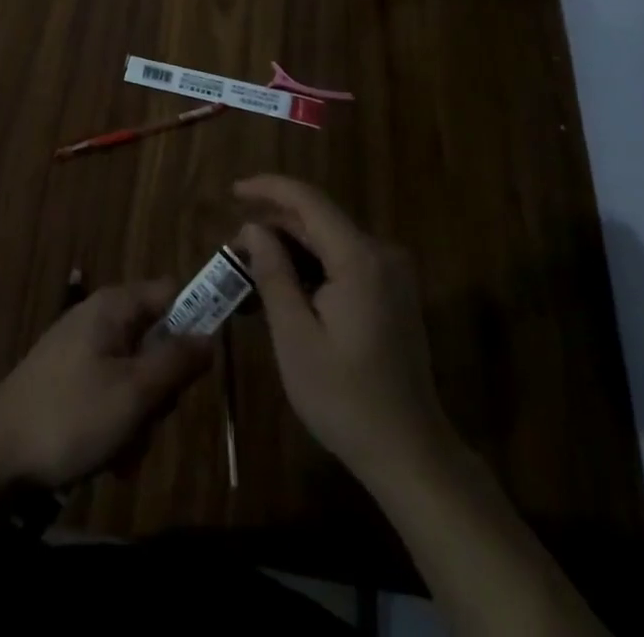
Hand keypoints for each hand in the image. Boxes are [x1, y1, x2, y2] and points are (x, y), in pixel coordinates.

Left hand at [0, 280, 211, 490]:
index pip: (173, 292)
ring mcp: (82, 350)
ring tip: (122, 450)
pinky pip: (111, 394)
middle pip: (157, 341)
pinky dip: (117, 425)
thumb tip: (211, 337)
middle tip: (152, 419)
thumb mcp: (134, 392)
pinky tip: (107, 459)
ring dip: (140, 417)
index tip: (207, 362)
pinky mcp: (69, 380)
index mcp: (115, 306)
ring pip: (136, 376)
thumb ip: (176, 362)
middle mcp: (100, 318)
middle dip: (162, 388)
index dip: (197, 319)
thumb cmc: (70, 416)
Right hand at [234, 175, 456, 488]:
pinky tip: (283, 291)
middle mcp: (380, 253)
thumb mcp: (294, 337)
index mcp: (359, 258)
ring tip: (249, 274)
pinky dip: (311, 268)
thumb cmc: (345, 399)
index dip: (268, 188)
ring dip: (289, 251)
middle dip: (272, 229)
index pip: (308, 200)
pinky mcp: (391, 292)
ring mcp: (391, 273)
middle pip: (317, 221)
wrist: (411, 455)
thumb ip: (273, 273)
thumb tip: (253, 228)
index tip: (232, 191)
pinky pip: (343, 262)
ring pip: (328, 242)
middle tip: (232, 253)